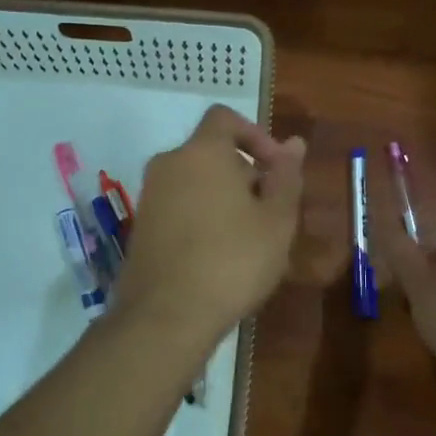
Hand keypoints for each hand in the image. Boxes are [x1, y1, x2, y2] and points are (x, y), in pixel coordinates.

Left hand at [111, 105, 305, 348]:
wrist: (166, 317)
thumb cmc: (232, 261)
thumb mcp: (276, 220)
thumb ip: (286, 176)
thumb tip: (294, 143)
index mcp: (201, 152)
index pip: (225, 118)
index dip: (256, 136)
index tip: (277, 170)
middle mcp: (168, 164)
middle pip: (211, 153)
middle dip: (244, 175)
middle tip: (270, 214)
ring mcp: (149, 197)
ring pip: (195, 183)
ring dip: (224, 200)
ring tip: (249, 240)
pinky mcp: (141, 228)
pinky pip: (179, 208)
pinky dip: (201, 219)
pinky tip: (219, 257)